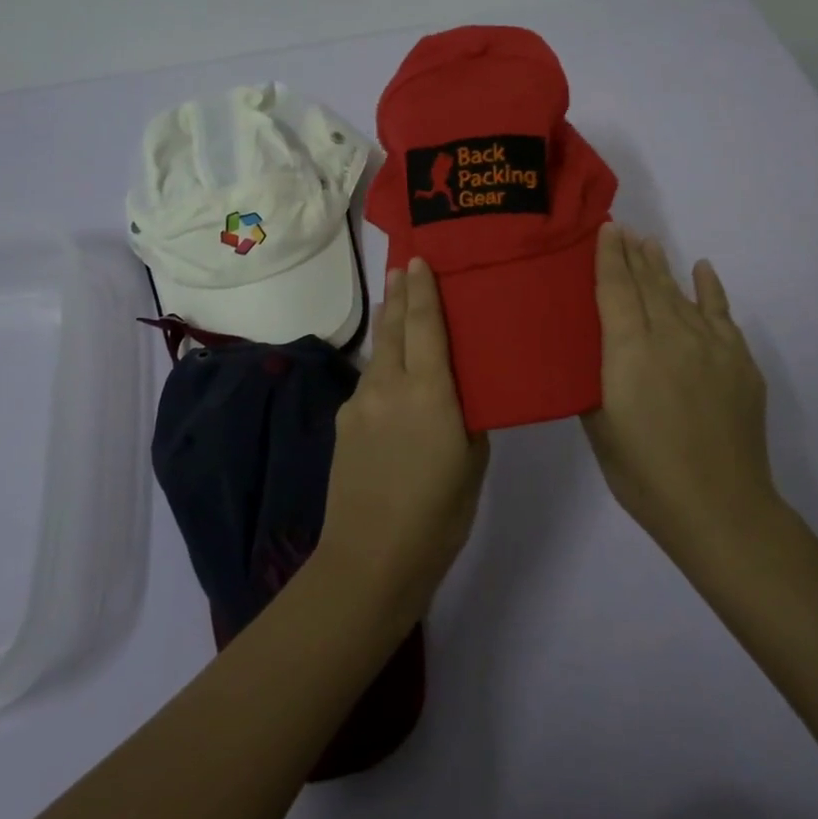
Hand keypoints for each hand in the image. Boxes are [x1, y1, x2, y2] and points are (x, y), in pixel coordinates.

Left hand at [317, 256, 489, 626]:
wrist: (370, 559)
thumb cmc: (439, 514)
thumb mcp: (473, 461)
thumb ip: (466, 415)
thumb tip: (458, 393)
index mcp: (429, 391)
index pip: (425, 324)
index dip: (422, 289)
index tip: (419, 259)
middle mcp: (389, 385)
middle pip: (394, 327)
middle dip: (399, 295)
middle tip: (402, 267)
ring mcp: (360, 403)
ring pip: (379, 353)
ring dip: (389, 326)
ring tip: (397, 306)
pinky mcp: (344, 423)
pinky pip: (368, 382)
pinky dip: (382, 366)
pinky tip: (390, 375)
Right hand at [583, 224, 778, 564]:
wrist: (720, 508)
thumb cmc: (644, 474)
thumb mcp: (599, 427)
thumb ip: (594, 380)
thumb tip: (594, 353)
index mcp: (629, 351)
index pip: (615, 290)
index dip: (608, 257)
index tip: (605, 228)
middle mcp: (670, 336)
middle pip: (648, 284)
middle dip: (633, 254)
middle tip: (623, 228)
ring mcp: (711, 346)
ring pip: (680, 294)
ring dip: (663, 267)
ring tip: (651, 243)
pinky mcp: (739, 362)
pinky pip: (722, 314)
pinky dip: (711, 289)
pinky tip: (703, 269)